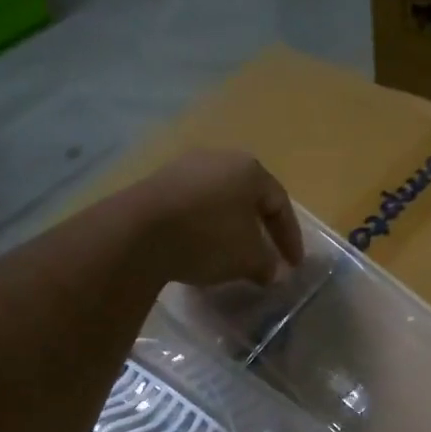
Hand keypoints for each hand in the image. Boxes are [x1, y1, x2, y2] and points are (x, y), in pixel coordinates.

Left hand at [125, 150, 305, 287]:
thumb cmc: (208, 238)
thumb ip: (267, 264)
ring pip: (218, 202)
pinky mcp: (155, 186)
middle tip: (265, 257)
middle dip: (259, 230)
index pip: (280, 204)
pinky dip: (202, 229)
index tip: (292, 266)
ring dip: (228, 230)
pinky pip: (191, 208)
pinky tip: (199, 250)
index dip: (290, 238)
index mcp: (249, 169)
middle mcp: (217, 160)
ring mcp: (183, 169)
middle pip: (248, 198)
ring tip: (231, 257)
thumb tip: (272, 272)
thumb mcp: (248, 258)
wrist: (137, 233)